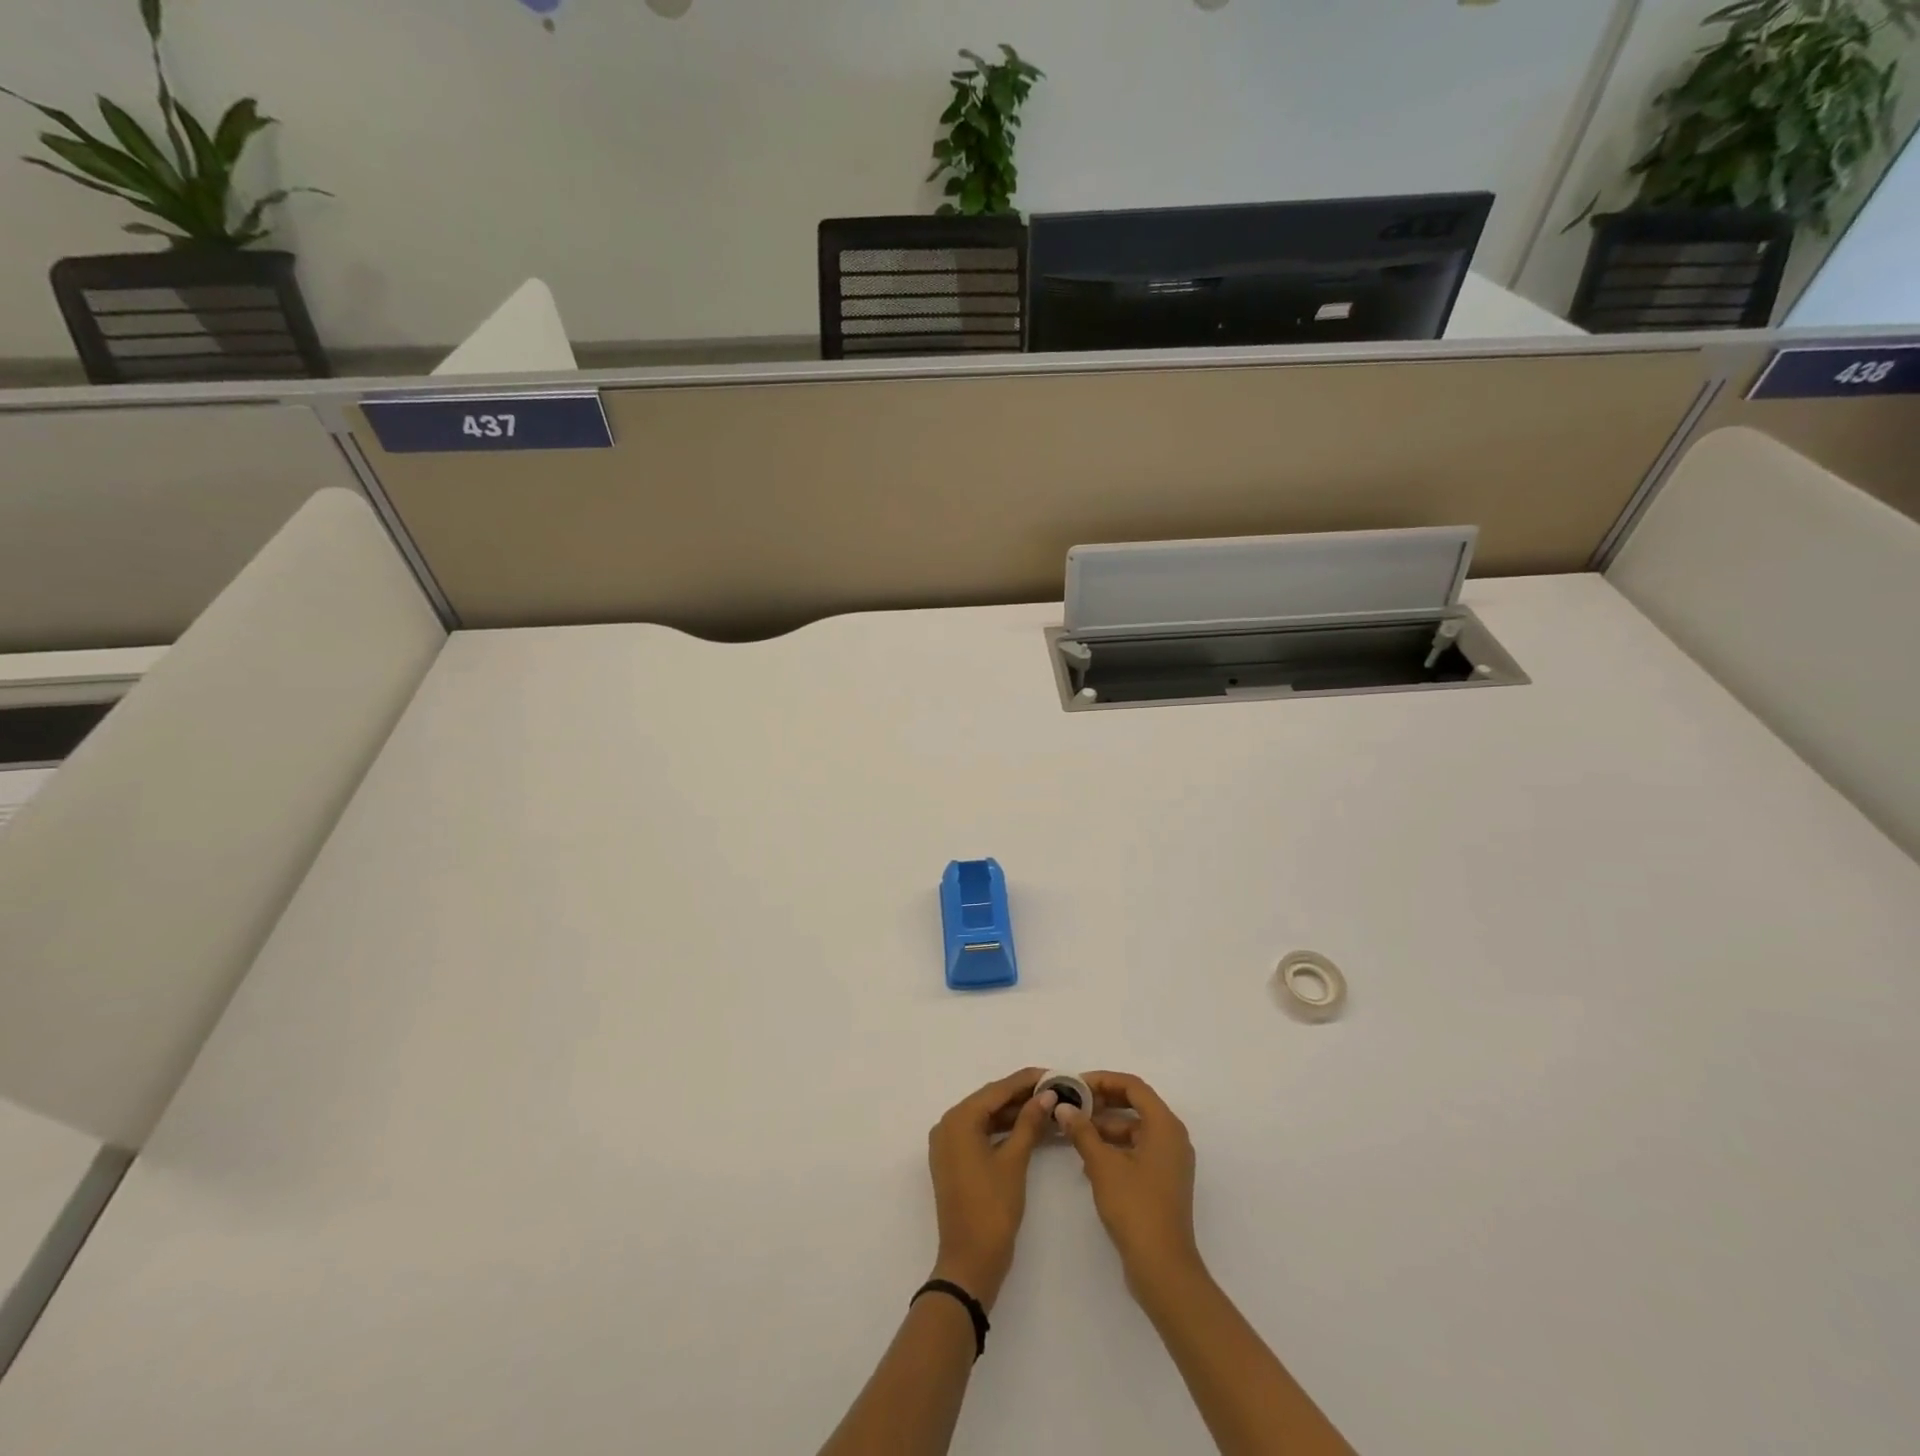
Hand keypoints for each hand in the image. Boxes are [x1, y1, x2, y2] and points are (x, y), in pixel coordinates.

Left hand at [926, 1068, 1055, 1309]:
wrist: (969, 1263)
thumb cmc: (992, 1209)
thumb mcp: (1014, 1161)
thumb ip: (1029, 1122)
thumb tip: (1047, 1095)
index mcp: (958, 1120)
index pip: (996, 1090)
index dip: (1026, 1081)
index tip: (1053, 1074)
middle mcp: (948, 1125)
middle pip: (989, 1101)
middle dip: (1021, 1095)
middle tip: (1054, 1089)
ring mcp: (948, 1144)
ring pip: (985, 1117)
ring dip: (1013, 1112)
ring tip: (1047, 1106)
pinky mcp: (954, 1160)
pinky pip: (980, 1133)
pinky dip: (1002, 1130)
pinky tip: (1027, 1127)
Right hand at [1055, 1071, 1202, 1297]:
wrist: (1163, 1268)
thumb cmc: (1135, 1207)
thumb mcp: (1103, 1165)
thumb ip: (1082, 1131)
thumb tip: (1063, 1108)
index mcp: (1165, 1126)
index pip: (1133, 1086)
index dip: (1103, 1080)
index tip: (1075, 1085)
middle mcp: (1173, 1137)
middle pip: (1136, 1104)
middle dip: (1103, 1102)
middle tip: (1073, 1104)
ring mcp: (1170, 1161)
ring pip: (1135, 1129)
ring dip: (1106, 1126)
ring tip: (1075, 1131)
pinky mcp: (1164, 1181)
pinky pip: (1138, 1150)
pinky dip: (1115, 1148)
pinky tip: (1089, 1160)